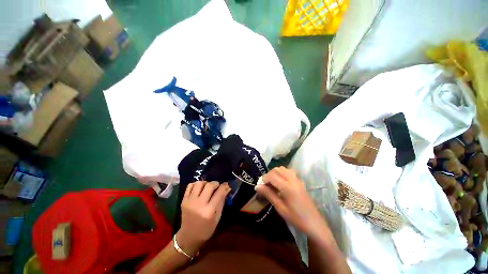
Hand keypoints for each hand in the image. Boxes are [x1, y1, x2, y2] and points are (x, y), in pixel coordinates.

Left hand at [176, 181, 230, 256]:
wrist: (188, 237)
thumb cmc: (206, 229)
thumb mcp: (217, 217)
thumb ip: (222, 201)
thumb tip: (227, 188)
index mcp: (209, 211)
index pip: (219, 193)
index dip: (224, 186)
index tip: (226, 184)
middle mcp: (199, 204)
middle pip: (209, 185)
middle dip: (216, 183)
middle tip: (217, 186)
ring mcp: (190, 201)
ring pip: (199, 183)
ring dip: (206, 183)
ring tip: (208, 187)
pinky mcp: (184, 200)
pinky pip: (190, 186)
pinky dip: (196, 184)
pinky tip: (200, 188)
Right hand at [255, 167, 329, 238]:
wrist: (314, 223)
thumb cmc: (296, 218)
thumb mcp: (280, 208)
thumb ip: (268, 194)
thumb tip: (257, 186)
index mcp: (287, 187)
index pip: (272, 176)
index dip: (264, 178)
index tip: (260, 185)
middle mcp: (293, 180)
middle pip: (277, 169)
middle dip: (269, 175)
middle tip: (265, 185)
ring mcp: (298, 179)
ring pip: (283, 169)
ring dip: (275, 173)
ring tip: (272, 183)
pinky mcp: (300, 181)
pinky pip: (289, 171)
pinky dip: (282, 173)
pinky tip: (281, 182)